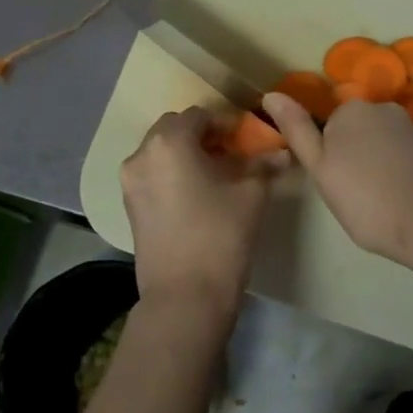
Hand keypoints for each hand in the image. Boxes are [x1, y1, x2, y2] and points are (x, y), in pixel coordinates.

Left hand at [120, 107, 285, 330]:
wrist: (185, 297)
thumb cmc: (220, 235)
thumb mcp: (251, 194)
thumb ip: (264, 165)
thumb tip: (283, 152)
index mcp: (170, 142)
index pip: (200, 115)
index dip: (225, 123)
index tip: (246, 139)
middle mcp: (142, 154)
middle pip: (174, 129)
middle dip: (202, 135)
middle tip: (230, 153)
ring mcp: (131, 182)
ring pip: (160, 152)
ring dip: (186, 153)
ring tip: (215, 174)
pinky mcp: (129, 206)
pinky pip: (152, 174)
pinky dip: (172, 173)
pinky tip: (196, 194)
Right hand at [262, 93, 412, 272]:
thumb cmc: (367, 199)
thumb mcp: (321, 169)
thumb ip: (297, 130)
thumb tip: (271, 95)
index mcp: (350, 110)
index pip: (327, 128)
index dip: (328, 158)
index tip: (336, 185)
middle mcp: (382, 108)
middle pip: (356, 132)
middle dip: (353, 156)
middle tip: (355, 196)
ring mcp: (411, 126)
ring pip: (382, 144)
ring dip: (378, 164)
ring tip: (382, 201)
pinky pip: (405, 155)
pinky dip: (401, 171)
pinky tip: (404, 197)